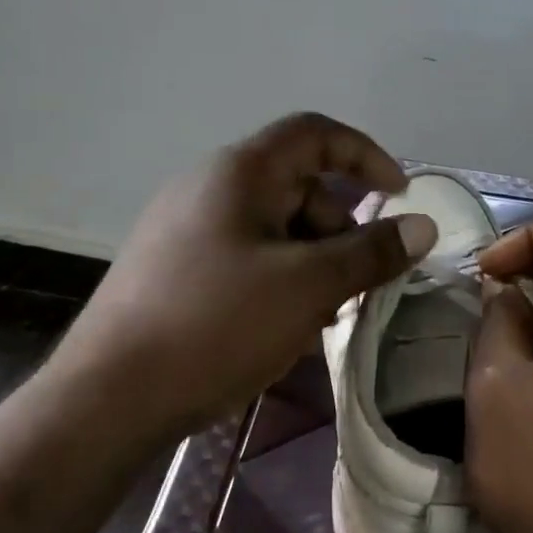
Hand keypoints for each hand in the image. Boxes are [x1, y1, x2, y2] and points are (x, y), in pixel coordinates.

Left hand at [42, 112, 436, 444]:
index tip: (400, 196)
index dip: (366, 155)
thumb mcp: (309, 286)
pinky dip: (281, 278)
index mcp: (240, 173)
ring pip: (276, 227)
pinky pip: (248, 255)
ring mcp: (187, 228)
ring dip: (314, 260)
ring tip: (323, 314)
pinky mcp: (176, 267)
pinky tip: (286, 325)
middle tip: (360, 281)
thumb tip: (424, 227)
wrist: (108, 398)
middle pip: (299, 186)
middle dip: (342, 228)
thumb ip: (372, 252)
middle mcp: (210, 187)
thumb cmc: (217, 325)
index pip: (316, 134)